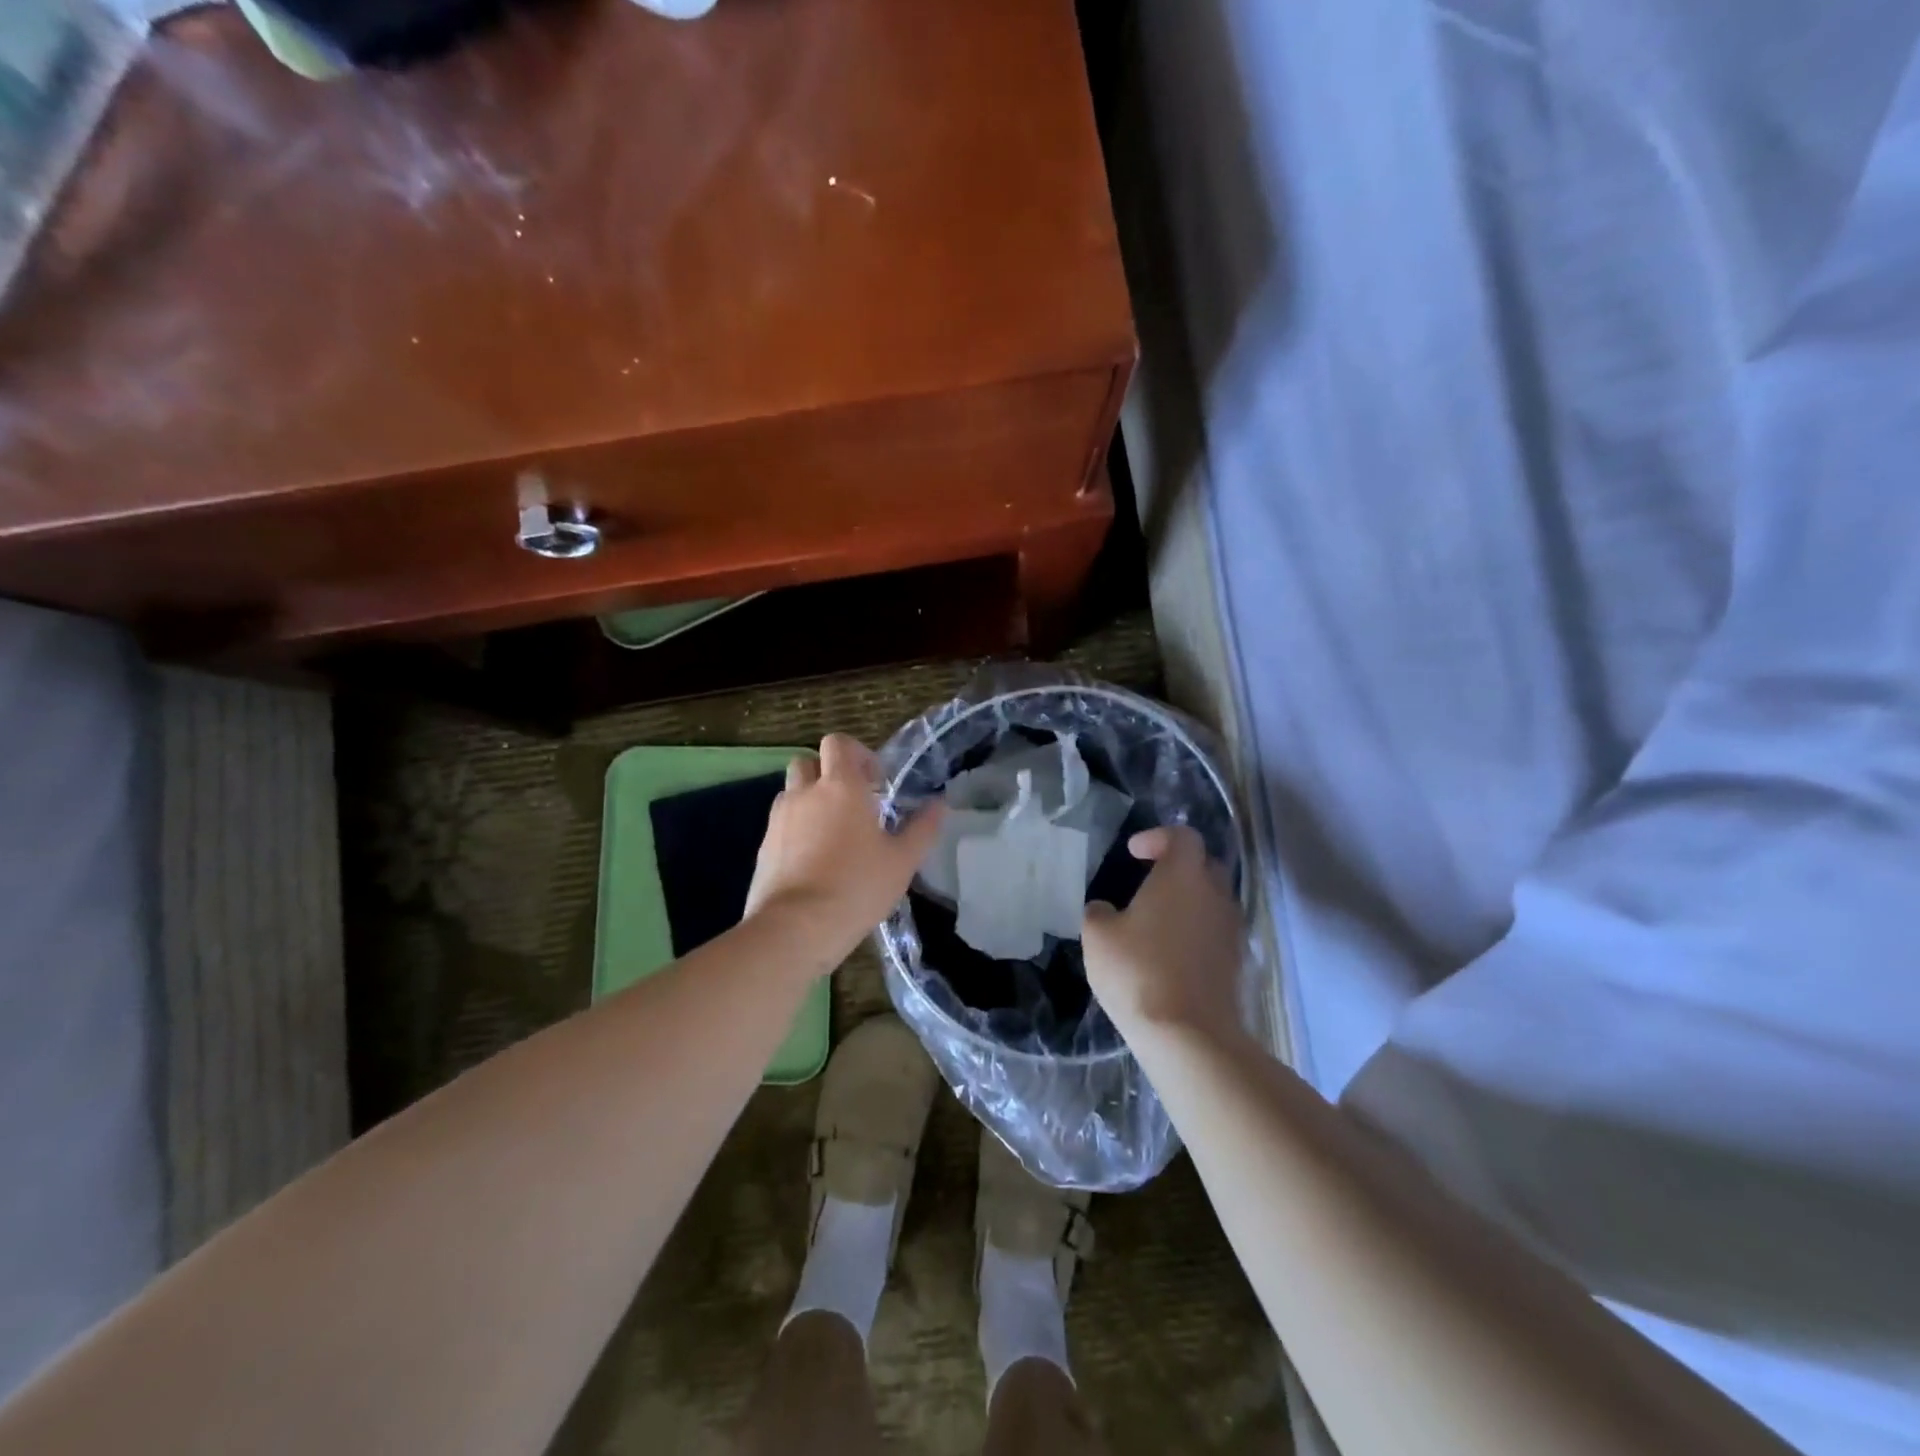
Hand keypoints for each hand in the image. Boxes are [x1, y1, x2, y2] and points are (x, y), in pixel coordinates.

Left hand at [744, 734, 944, 971]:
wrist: (794, 928)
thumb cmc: (856, 887)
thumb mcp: (902, 861)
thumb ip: (922, 828)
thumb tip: (940, 804)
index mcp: (840, 786)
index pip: (838, 743)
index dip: (856, 753)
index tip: (875, 782)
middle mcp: (805, 793)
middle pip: (808, 762)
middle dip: (828, 774)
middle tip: (852, 803)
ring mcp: (778, 819)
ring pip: (792, 792)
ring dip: (810, 801)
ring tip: (832, 834)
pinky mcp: (763, 846)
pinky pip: (781, 824)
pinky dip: (796, 830)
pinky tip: (813, 861)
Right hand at [1083, 826, 1245, 1044]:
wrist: (1189, 1036)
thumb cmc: (1138, 972)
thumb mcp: (1098, 936)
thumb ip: (1099, 912)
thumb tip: (1106, 910)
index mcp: (1183, 876)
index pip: (1183, 836)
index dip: (1158, 837)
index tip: (1134, 853)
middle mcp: (1215, 895)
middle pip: (1205, 865)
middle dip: (1178, 867)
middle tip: (1149, 882)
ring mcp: (1232, 930)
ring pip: (1213, 900)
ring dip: (1190, 902)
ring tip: (1159, 921)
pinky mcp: (1238, 963)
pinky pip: (1217, 932)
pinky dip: (1197, 932)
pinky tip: (1172, 954)